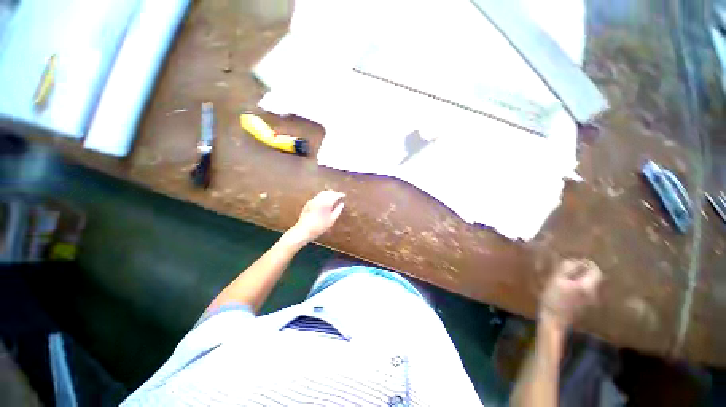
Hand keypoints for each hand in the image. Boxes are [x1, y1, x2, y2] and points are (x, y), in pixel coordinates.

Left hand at [289, 190, 345, 243]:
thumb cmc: (319, 227)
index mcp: (325, 203)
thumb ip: (337, 211)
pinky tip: (324, 203)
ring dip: (328, 194)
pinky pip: (317, 197)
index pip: (334, 195)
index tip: (343, 195)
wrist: (303, 231)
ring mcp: (312, 201)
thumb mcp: (331, 221)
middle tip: (338, 197)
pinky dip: (322, 197)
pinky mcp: (308, 203)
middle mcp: (319, 199)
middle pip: (328, 192)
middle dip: (334, 193)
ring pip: (322, 193)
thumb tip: (342, 204)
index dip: (340, 194)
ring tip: (332, 199)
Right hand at [540, 259, 601, 328]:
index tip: (575, 260)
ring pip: (590, 285)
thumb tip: (575, 260)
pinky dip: (580, 288)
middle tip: (570, 268)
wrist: (554, 321)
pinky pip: (586, 293)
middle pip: (594, 278)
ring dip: (582, 279)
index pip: (596, 270)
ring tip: (568, 277)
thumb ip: (567, 269)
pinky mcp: (586, 307)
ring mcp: (592, 302)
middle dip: (584, 271)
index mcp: (588, 286)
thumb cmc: (553, 299)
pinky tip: (569, 289)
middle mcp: (595, 293)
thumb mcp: (557, 280)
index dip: (587, 263)